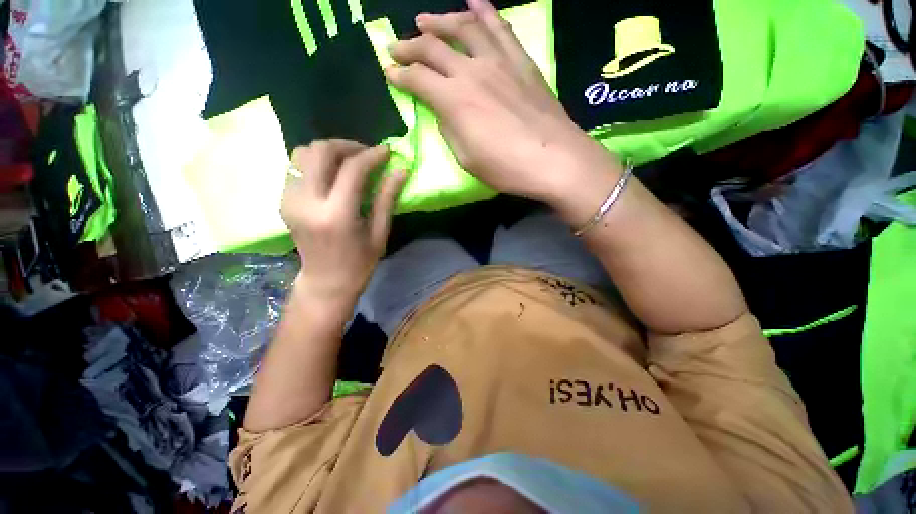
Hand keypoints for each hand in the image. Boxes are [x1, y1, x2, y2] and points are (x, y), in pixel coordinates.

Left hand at [281, 140, 406, 304]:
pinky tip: (333, 174)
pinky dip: (317, 162)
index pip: (352, 169)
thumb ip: (387, 198)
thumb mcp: (379, 232)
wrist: (326, 281)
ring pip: (303, 153)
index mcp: (336, 214)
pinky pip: (297, 166)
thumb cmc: (360, 262)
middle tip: (366, 153)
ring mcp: (289, 199)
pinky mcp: (283, 200)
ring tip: (349, 161)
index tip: (386, 151)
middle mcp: (307, 201)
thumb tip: (400, 170)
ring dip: (329, 151)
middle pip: (320, 151)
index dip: (372, 155)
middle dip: (347, 145)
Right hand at [385, 0, 621, 213]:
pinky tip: (473, 3)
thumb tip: (444, 111)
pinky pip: (500, 27)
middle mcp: (472, 72)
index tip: (390, 74)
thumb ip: (450, 130)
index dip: (400, 76)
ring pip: (463, 27)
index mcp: (454, 101)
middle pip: (433, 47)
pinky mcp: (521, 61)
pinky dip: (484, 11)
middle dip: (409, 46)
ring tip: (424, 19)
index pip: (418, 80)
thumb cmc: (506, 168)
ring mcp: (499, 61)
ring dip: (440, 20)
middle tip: (396, 46)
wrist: (554, 159)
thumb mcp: (467, 159)